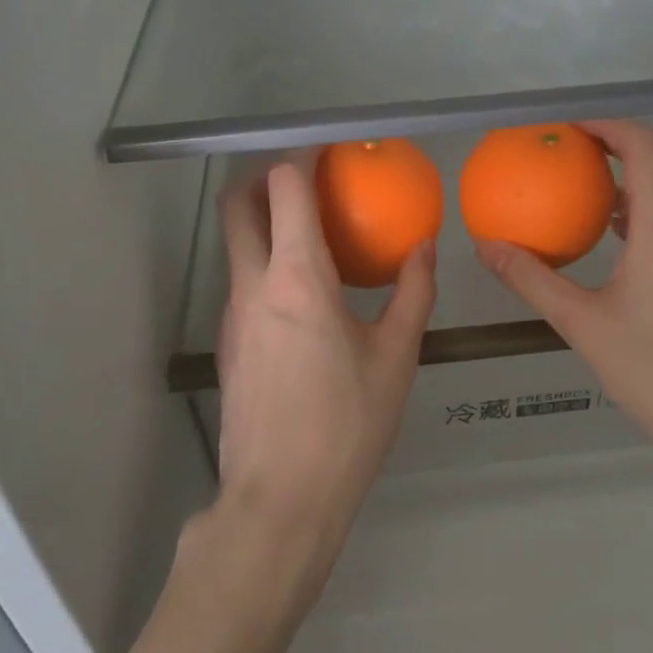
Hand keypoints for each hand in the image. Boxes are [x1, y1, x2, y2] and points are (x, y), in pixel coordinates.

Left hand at [213, 156, 435, 589]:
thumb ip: (413, 292)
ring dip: (265, 222)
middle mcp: (253, 284)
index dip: (302, 158)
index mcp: (297, 278)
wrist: (280, 500)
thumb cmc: (348, 425)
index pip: (284, 188)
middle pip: (240, 205)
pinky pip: (243, 282)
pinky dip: (266, 264)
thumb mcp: (396, 356)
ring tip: (313, 235)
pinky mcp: (227, 343)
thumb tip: (425, 246)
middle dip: (267, 178)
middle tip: (308, 181)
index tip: (329, 151)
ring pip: (237, 244)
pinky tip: (304, 295)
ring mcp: (232, 314)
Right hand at [475, 120, 652, 477]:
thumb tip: (485, 246)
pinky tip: (617, 238)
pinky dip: (648, 208)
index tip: (568, 126)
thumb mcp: (582, 323)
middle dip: (618, 143)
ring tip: (588, 185)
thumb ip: (532, 279)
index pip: (644, 147)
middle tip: (571, 148)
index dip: (608, 124)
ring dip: (635, 176)